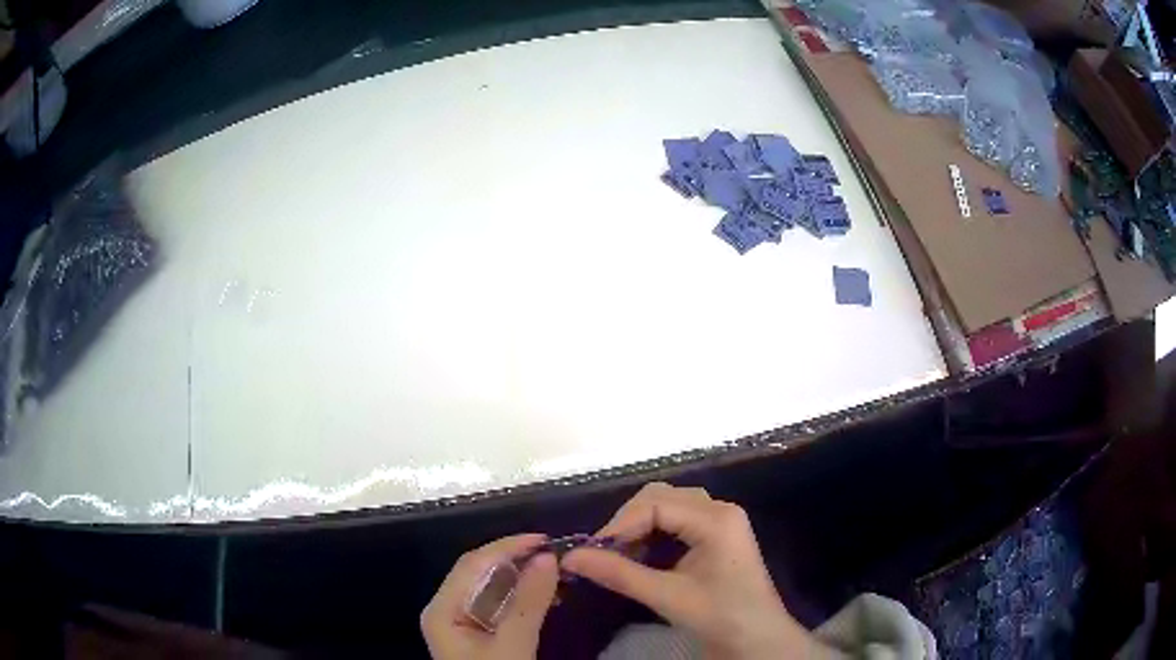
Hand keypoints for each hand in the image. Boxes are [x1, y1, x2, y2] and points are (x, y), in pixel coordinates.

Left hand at [422, 534, 558, 659]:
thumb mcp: (513, 644)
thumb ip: (528, 603)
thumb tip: (548, 558)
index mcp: (442, 610)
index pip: (472, 564)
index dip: (508, 547)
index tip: (546, 540)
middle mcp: (447, 611)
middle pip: (479, 574)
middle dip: (516, 561)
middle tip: (556, 555)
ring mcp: (461, 626)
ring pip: (491, 591)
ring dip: (522, 580)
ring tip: (555, 573)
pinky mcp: (478, 638)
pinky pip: (499, 608)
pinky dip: (521, 599)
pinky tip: (543, 597)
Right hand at [562, 483, 836, 659]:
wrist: (758, 639)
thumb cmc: (720, 616)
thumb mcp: (668, 597)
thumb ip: (620, 574)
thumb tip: (571, 558)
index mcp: (715, 519)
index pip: (655, 504)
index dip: (619, 524)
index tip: (592, 552)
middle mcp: (719, 510)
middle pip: (660, 497)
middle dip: (628, 522)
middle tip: (604, 553)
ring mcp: (720, 521)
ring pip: (667, 507)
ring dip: (639, 527)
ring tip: (619, 556)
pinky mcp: (716, 536)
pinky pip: (676, 522)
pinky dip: (652, 534)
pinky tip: (641, 557)